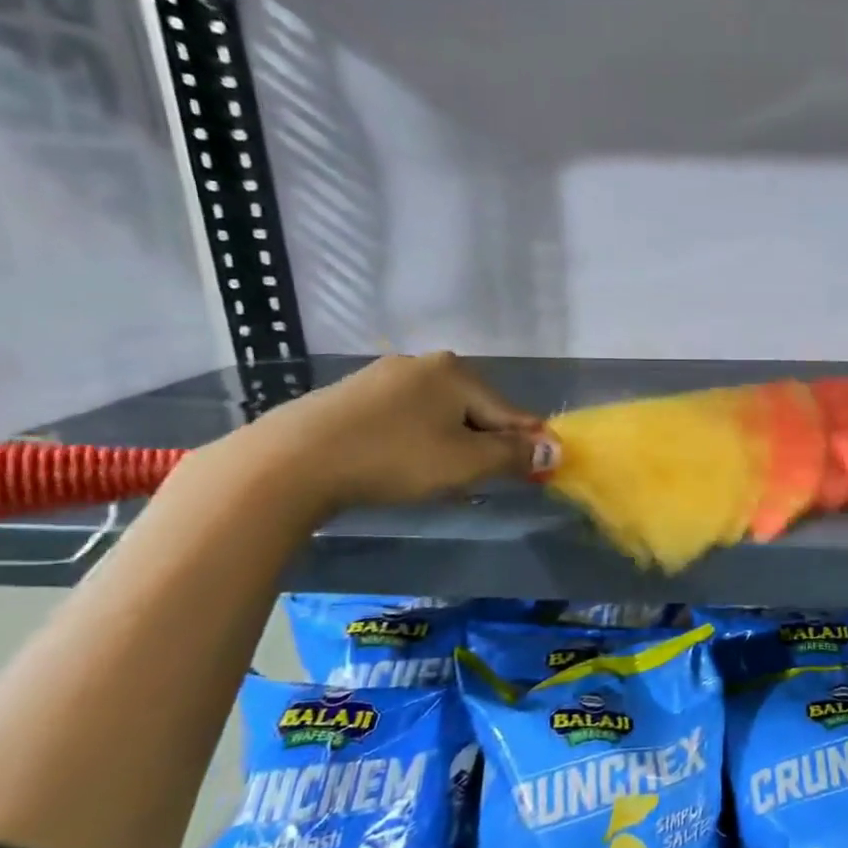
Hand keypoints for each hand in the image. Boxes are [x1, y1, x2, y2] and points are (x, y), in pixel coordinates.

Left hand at [229, 352, 556, 516]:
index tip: (540, 473)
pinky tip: (403, 465)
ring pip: (439, 416)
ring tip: (441, 481)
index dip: (529, 445)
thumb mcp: (466, 463)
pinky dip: (417, 442)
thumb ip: (514, 455)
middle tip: (481, 483)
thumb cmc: (395, 458)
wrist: (292, 461)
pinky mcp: (352, 395)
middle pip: (474, 411)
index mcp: (457, 372)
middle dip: (485, 446)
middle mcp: (424, 364)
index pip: (511, 412)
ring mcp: (383, 376)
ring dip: (451, 446)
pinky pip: (405, 418)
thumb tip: (555, 450)